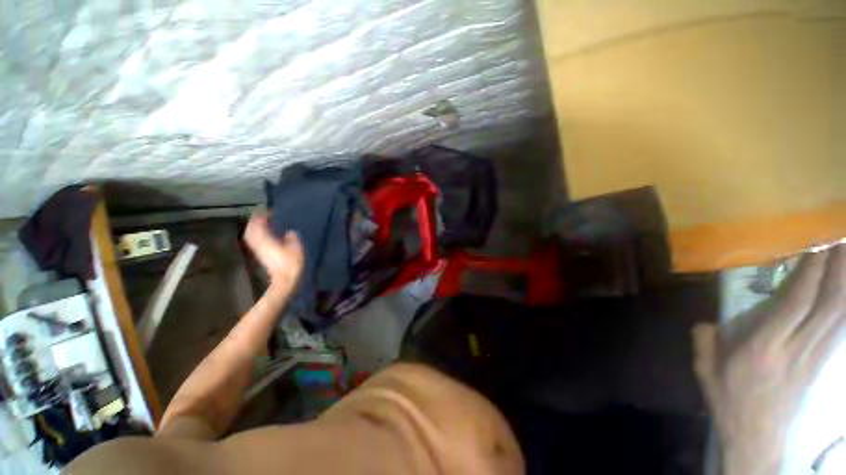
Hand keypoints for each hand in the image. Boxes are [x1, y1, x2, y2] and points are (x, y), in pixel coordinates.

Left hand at [244, 212, 304, 295]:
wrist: (284, 281)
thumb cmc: (291, 264)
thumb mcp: (296, 248)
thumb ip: (292, 238)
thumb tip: (289, 232)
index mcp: (265, 239)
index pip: (258, 224)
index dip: (261, 216)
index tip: (267, 210)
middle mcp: (258, 243)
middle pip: (251, 229)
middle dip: (256, 221)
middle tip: (264, 215)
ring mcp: (257, 250)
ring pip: (251, 235)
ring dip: (255, 228)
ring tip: (264, 224)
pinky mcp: (260, 256)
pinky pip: (255, 241)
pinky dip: (258, 236)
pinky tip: (265, 236)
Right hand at [693, 244, 845, 474]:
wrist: (756, 438)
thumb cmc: (729, 401)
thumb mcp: (705, 370)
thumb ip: (704, 341)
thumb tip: (705, 322)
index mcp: (763, 348)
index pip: (795, 304)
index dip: (810, 273)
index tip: (817, 245)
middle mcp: (796, 348)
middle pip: (827, 305)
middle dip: (838, 269)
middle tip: (841, 239)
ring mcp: (814, 357)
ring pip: (841, 315)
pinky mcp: (822, 366)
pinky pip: (842, 331)